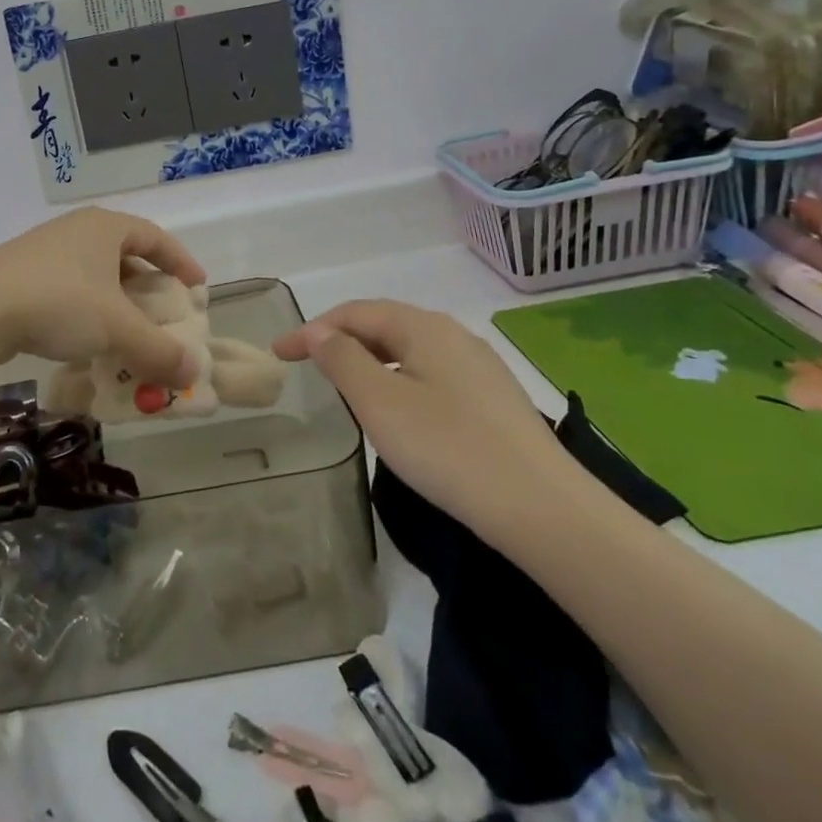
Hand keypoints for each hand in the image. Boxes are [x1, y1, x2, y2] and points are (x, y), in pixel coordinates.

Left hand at [0, 208, 206, 386]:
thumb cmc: (58, 302)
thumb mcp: (116, 328)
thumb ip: (157, 350)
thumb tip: (191, 374)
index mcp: (104, 227)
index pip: (155, 236)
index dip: (180, 261)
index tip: (198, 286)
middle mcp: (76, 231)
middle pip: (124, 256)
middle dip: (147, 287)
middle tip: (163, 314)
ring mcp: (44, 252)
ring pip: (94, 276)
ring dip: (116, 304)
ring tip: (127, 333)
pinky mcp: (20, 275)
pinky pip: (68, 290)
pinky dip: (87, 313)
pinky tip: (85, 341)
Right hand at [273, 300, 576, 535]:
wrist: (543, 509)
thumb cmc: (447, 448)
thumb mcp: (379, 402)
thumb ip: (342, 359)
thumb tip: (320, 332)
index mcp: (424, 327)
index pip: (355, 313)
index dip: (312, 329)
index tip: (279, 353)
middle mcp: (454, 335)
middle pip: (385, 325)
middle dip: (341, 340)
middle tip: (307, 366)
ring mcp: (480, 368)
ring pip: (410, 351)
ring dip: (370, 360)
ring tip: (345, 386)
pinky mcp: (494, 401)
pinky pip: (432, 375)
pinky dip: (399, 380)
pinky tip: (398, 410)